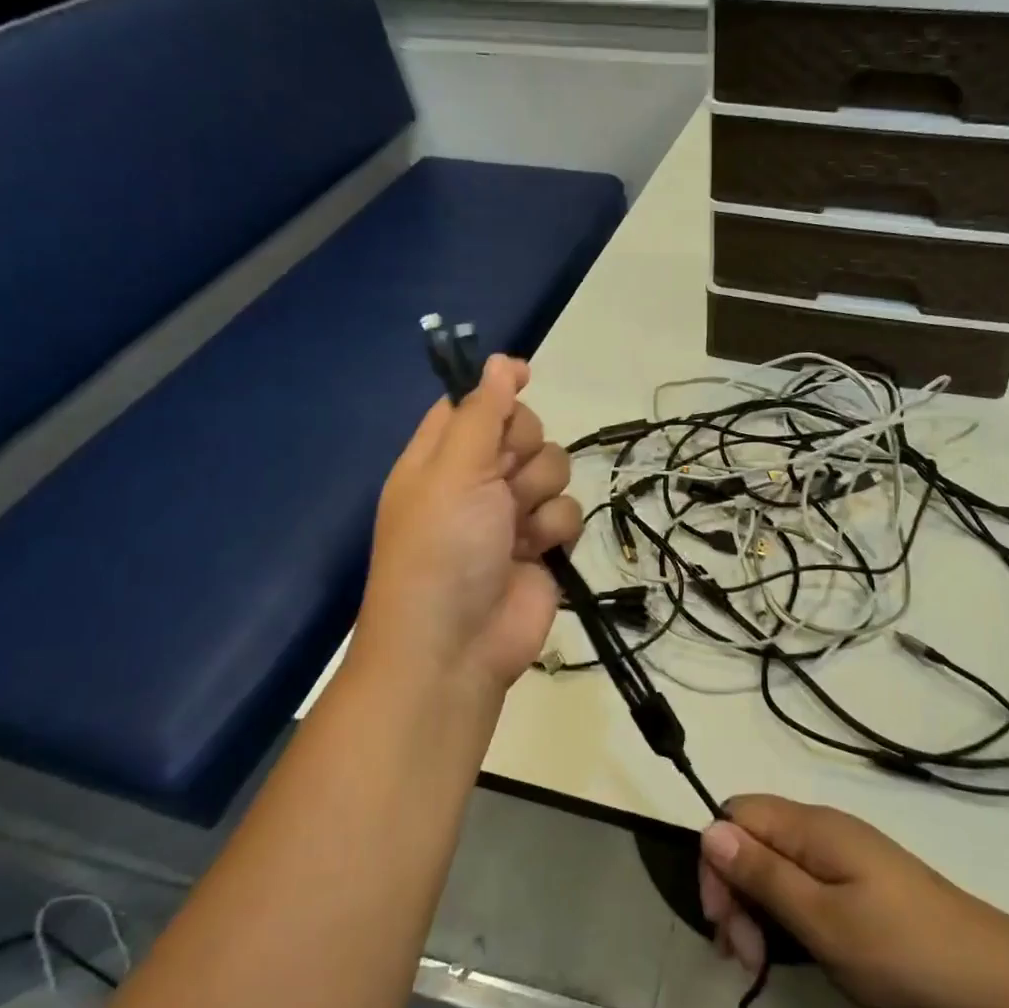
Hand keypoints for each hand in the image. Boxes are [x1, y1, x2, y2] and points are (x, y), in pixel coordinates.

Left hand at [355, 355, 583, 699]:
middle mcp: (476, 480)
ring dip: (540, 495)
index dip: (498, 388)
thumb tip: (499, 361)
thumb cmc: (442, 549)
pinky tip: (534, 553)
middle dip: (524, 450)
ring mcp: (511, 514)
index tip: (526, 375)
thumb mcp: (454, 470)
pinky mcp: (542, 546)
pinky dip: (554, 531)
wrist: (456, 646)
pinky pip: (568, 511)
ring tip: (516, 528)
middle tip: (504, 479)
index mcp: (440, 457)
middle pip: (524, 431)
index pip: (472, 403)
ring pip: (554, 469)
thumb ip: (482, 412)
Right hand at [698, 796, 1008, 1007]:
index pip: (736, 814)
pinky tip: (794, 950)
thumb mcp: (822, 920)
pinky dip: (787, 912)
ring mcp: (846, 854)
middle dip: (735, 892)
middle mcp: (825, 829)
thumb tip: (710, 829)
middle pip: (753, 839)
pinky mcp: (862, 881)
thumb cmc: (900, 952)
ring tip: (763, 963)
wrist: (995, 980)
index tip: (723, 924)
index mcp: (812, 828)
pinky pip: (804, 881)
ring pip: (777, 863)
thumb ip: (764, 874)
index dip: (717, 862)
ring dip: (758, 908)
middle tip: (744, 957)